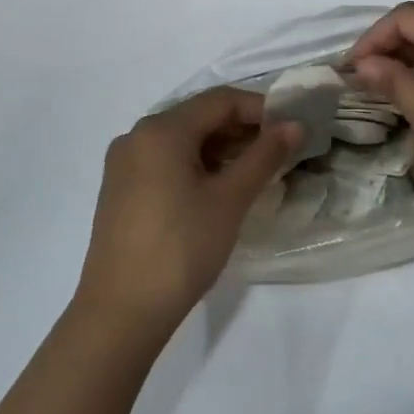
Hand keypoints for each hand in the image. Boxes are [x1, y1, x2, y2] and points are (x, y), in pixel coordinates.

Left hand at [76, 87, 302, 333]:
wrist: (120, 313)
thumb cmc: (181, 248)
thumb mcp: (230, 199)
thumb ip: (264, 156)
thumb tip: (294, 125)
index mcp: (161, 129)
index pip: (220, 100)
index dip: (260, 109)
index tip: (291, 128)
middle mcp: (137, 135)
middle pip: (198, 116)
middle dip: (241, 129)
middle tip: (279, 151)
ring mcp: (123, 163)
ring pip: (182, 140)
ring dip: (220, 148)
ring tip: (254, 172)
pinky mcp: (120, 189)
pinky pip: (164, 161)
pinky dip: (195, 165)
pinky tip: (217, 189)